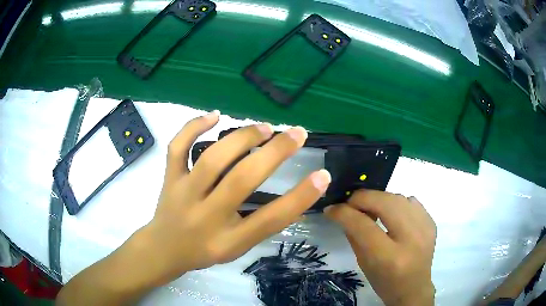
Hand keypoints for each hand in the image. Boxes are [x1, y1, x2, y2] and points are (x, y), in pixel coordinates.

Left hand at [137, 111, 331, 283]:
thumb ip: (261, 225)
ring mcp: (183, 193)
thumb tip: (292, 196)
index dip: (300, 197)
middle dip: (275, 153)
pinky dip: (193, 126)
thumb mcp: (237, 249)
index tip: (322, 176)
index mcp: (227, 241)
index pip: (270, 219)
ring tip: (265, 127)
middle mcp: (206, 216)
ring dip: (242, 137)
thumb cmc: (204, 251)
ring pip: (212, 158)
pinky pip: (178, 147)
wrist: (163, 249)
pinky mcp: (169, 178)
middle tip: (297, 133)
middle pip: (242, 180)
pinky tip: (214, 115)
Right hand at [324, 190, 435, 305]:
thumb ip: (354, 235)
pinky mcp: (431, 223)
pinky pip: (411, 202)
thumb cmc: (385, 282)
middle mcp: (411, 238)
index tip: (331, 209)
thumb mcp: (363, 264)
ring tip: (371, 209)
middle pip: (384, 202)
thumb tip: (343, 212)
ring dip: (379, 199)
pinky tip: (392, 215)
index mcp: (389, 257)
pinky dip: (397, 204)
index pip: (362, 225)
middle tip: (350, 204)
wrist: (414, 288)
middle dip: (361, 198)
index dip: (343, 212)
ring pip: (398, 197)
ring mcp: (425, 228)